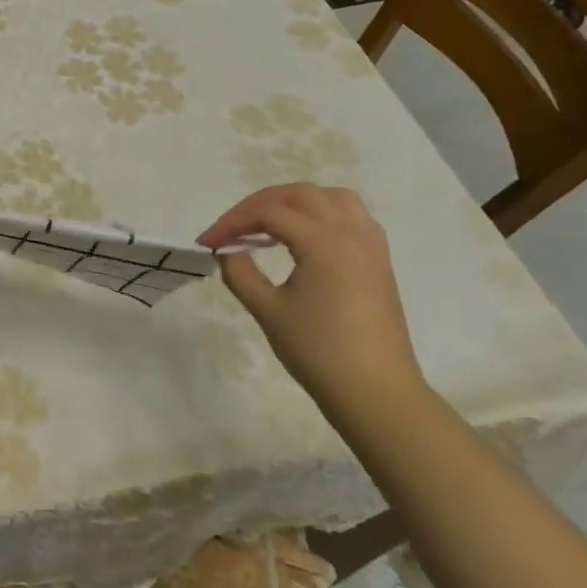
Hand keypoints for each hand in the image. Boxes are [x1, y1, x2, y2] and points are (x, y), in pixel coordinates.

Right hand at [197, 184, 424, 413]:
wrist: (376, 392)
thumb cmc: (319, 351)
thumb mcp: (268, 311)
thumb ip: (240, 273)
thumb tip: (227, 251)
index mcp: (324, 242)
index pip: (269, 212)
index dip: (232, 222)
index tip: (207, 242)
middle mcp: (351, 232)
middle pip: (299, 195)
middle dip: (259, 204)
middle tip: (232, 228)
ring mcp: (370, 245)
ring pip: (331, 198)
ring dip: (294, 202)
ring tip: (268, 223)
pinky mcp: (379, 261)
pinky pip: (351, 216)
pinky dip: (322, 213)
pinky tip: (305, 237)